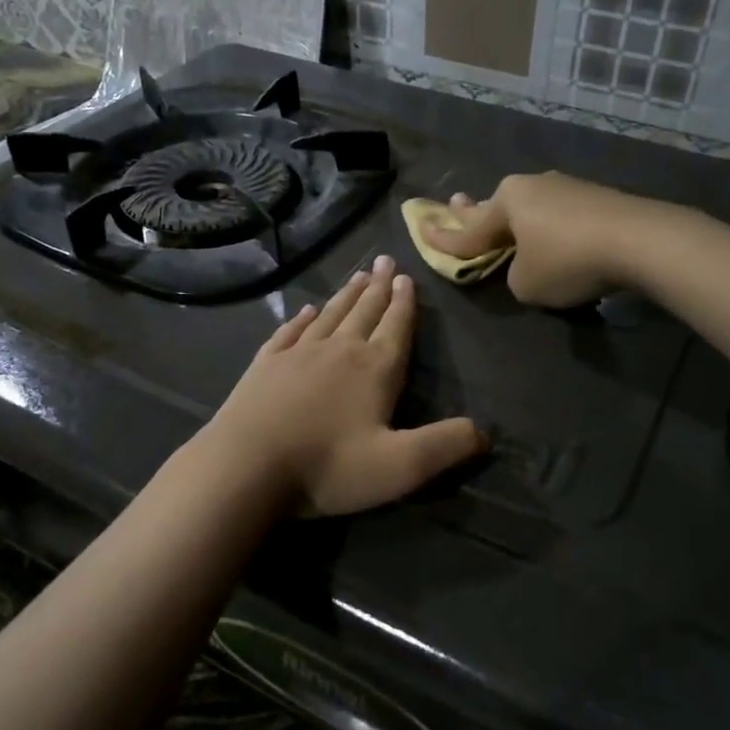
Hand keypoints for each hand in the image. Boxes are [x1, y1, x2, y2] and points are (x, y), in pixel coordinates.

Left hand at [201, 256, 486, 516]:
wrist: (245, 467)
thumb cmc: (327, 467)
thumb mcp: (400, 466)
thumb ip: (446, 446)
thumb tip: (484, 432)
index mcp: (374, 369)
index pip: (396, 327)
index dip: (405, 304)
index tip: (407, 277)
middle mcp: (338, 350)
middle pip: (364, 311)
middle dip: (378, 287)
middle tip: (385, 261)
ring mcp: (297, 354)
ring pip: (330, 315)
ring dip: (346, 295)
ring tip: (357, 276)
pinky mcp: (265, 365)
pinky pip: (289, 331)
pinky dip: (301, 318)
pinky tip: (306, 310)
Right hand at [421, 172, 645, 308]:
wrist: (640, 240)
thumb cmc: (567, 261)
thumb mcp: (525, 284)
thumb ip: (514, 275)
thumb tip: (527, 265)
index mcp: (507, 201)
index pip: (468, 230)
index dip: (443, 239)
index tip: (421, 230)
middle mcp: (533, 186)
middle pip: (497, 206)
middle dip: (476, 211)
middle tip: (456, 204)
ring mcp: (567, 187)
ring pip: (530, 208)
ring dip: (517, 220)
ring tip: (507, 224)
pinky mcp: (597, 197)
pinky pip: (559, 215)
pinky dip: (550, 228)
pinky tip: (555, 237)